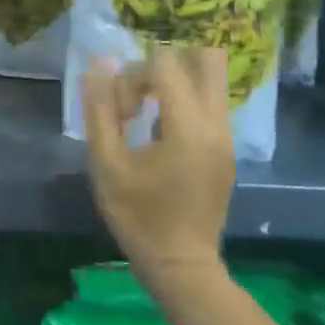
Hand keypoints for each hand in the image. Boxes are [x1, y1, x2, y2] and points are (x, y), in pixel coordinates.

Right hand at [81, 47, 234, 279]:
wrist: (180, 264)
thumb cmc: (138, 216)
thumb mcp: (107, 164)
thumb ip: (101, 111)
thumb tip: (98, 67)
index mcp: (188, 127)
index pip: (165, 66)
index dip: (133, 77)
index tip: (120, 112)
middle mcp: (216, 125)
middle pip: (206, 60)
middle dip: (164, 66)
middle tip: (139, 94)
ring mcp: (226, 137)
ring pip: (210, 81)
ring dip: (174, 83)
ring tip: (145, 113)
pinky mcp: (226, 149)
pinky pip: (210, 103)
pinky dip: (184, 101)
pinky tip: (158, 132)